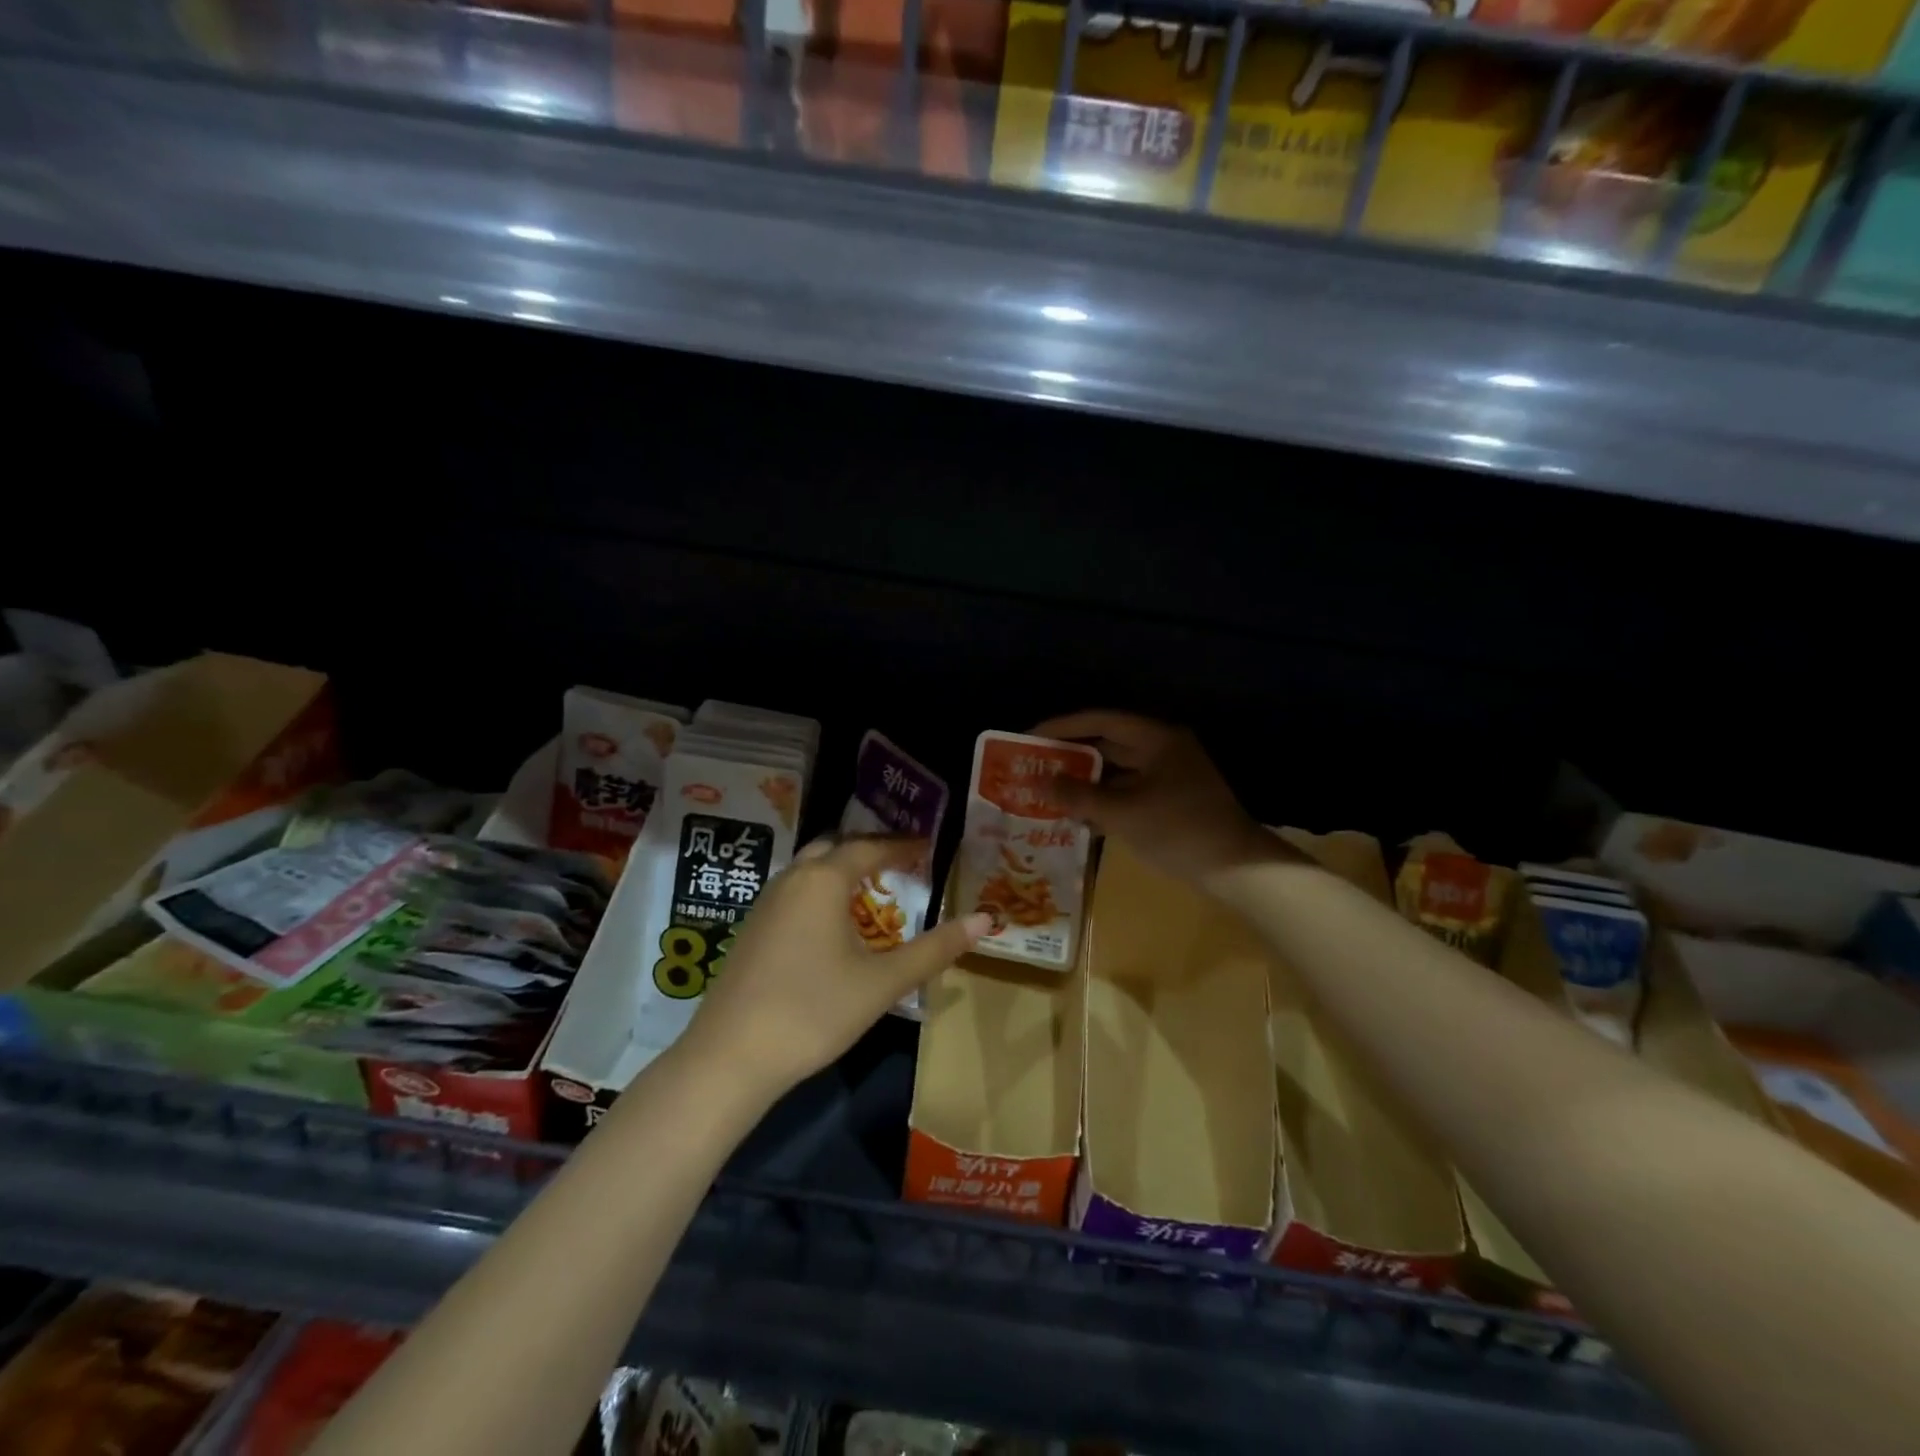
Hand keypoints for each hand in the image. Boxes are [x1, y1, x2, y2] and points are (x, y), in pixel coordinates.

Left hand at [682, 837, 990, 1099]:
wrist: (730, 1058)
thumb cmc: (814, 1011)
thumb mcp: (882, 982)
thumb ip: (935, 948)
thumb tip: (986, 920)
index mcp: (822, 880)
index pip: (869, 848)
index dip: (901, 847)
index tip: (928, 849)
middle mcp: (791, 880)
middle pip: (835, 850)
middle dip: (869, 853)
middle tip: (901, 866)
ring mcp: (764, 904)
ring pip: (809, 871)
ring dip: (842, 874)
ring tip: (873, 895)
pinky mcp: (751, 931)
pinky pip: (793, 894)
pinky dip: (820, 895)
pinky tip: (832, 929)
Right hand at [1028, 710, 1288, 885]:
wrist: (1237, 870)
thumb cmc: (1180, 831)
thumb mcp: (1123, 813)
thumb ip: (1079, 796)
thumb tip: (1039, 782)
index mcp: (1157, 739)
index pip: (1101, 721)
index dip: (1062, 727)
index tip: (1029, 738)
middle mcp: (1162, 750)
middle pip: (1108, 745)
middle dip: (1070, 757)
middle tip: (1034, 767)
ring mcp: (1169, 777)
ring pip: (1116, 772)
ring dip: (1085, 783)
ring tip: (1048, 793)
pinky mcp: (1170, 802)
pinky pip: (1128, 793)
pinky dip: (1104, 801)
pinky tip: (1078, 817)